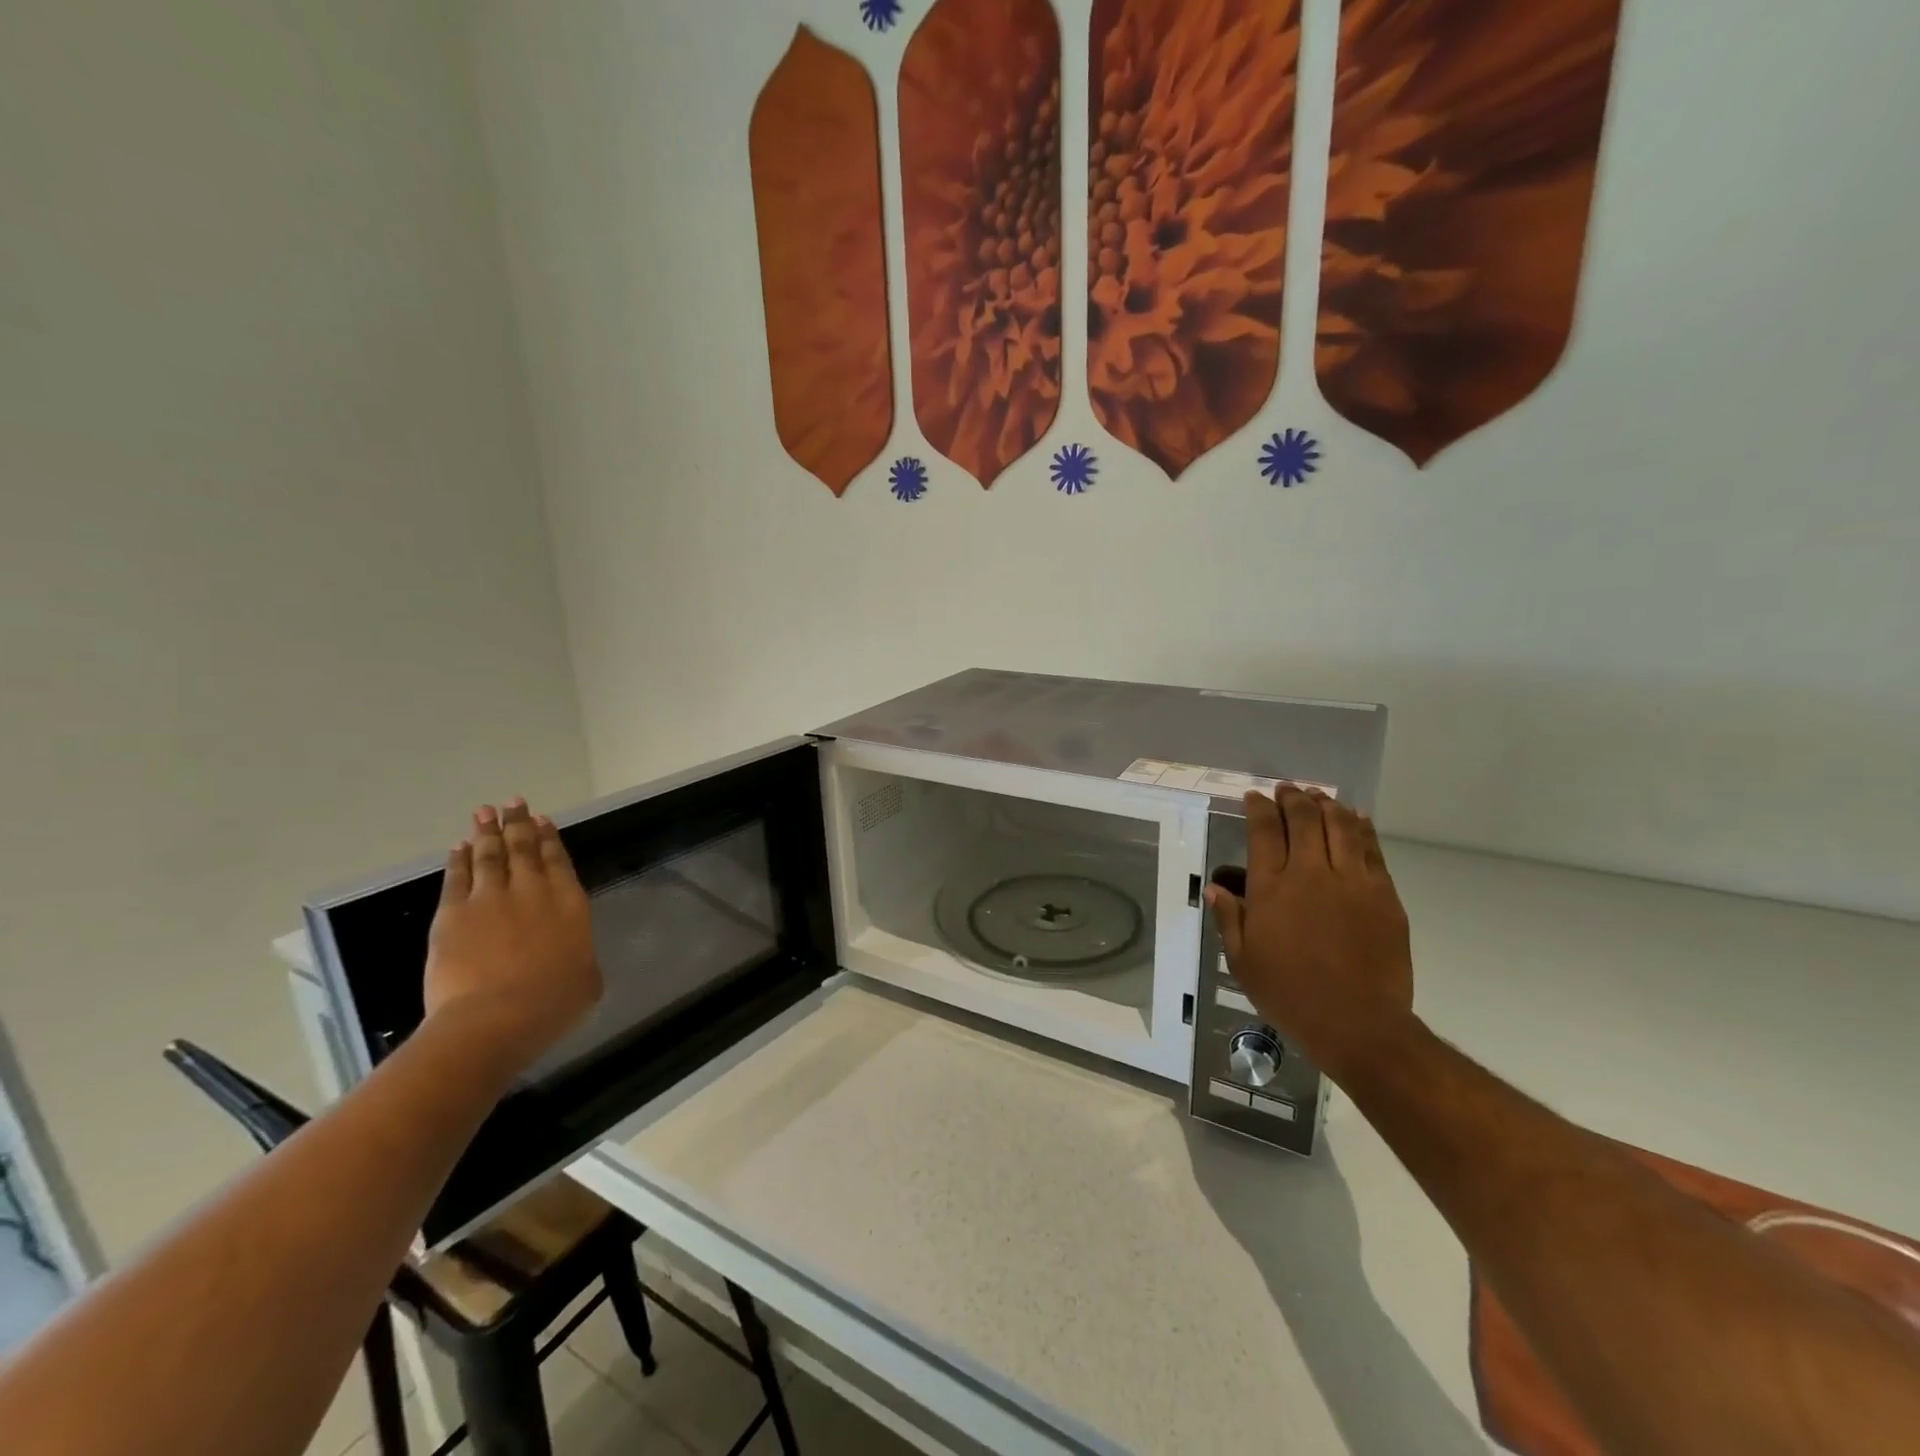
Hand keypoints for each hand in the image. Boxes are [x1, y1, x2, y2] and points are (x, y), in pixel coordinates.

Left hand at [424, 799, 601, 1075]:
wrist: (496, 1018)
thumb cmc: (553, 1004)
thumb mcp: (587, 980)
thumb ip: (580, 956)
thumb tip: (572, 955)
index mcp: (569, 903)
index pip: (558, 860)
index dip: (549, 838)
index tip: (542, 819)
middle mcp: (532, 891)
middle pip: (523, 849)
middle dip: (518, 824)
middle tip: (513, 802)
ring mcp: (490, 899)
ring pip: (489, 856)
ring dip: (487, 832)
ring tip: (485, 812)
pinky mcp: (453, 915)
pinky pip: (457, 879)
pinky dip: (458, 860)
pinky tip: (458, 848)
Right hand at [1205, 787, 1415, 1081]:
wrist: (1359, 1024)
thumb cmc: (1291, 994)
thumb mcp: (1243, 962)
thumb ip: (1230, 920)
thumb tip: (1217, 889)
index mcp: (1272, 889)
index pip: (1264, 831)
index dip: (1258, 808)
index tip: (1254, 797)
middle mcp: (1311, 874)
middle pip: (1304, 819)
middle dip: (1292, 798)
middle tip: (1286, 789)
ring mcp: (1352, 882)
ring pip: (1340, 826)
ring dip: (1327, 805)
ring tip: (1318, 796)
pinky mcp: (1383, 895)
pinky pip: (1371, 850)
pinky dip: (1361, 828)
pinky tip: (1355, 818)